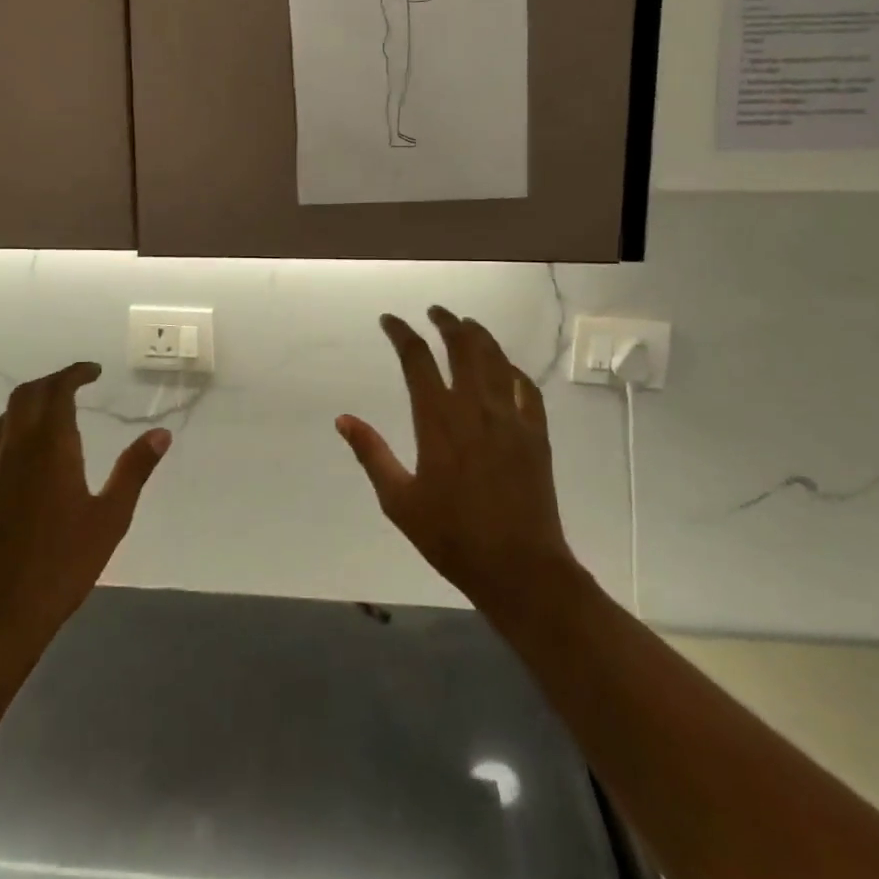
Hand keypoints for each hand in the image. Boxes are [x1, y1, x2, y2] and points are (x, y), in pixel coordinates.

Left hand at [0, 363, 168, 656]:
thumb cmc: (62, 564)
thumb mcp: (111, 517)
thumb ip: (134, 470)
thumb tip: (160, 433)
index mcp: (49, 447)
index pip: (57, 390)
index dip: (75, 373)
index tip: (94, 371)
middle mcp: (13, 450)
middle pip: (24, 397)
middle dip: (49, 383)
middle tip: (74, 385)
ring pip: (1, 423)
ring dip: (26, 409)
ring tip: (49, 418)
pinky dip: (6, 444)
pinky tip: (17, 466)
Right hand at [336, 308, 579, 614]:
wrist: (520, 567)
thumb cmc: (452, 537)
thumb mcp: (399, 501)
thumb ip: (371, 454)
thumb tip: (342, 419)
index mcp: (438, 419)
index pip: (417, 359)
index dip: (401, 333)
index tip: (389, 321)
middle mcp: (476, 407)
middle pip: (463, 346)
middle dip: (447, 322)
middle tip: (435, 312)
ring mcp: (511, 417)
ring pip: (496, 359)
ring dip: (480, 335)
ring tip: (467, 324)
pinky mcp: (536, 432)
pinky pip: (526, 387)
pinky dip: (512, 369)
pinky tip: (506, 367)